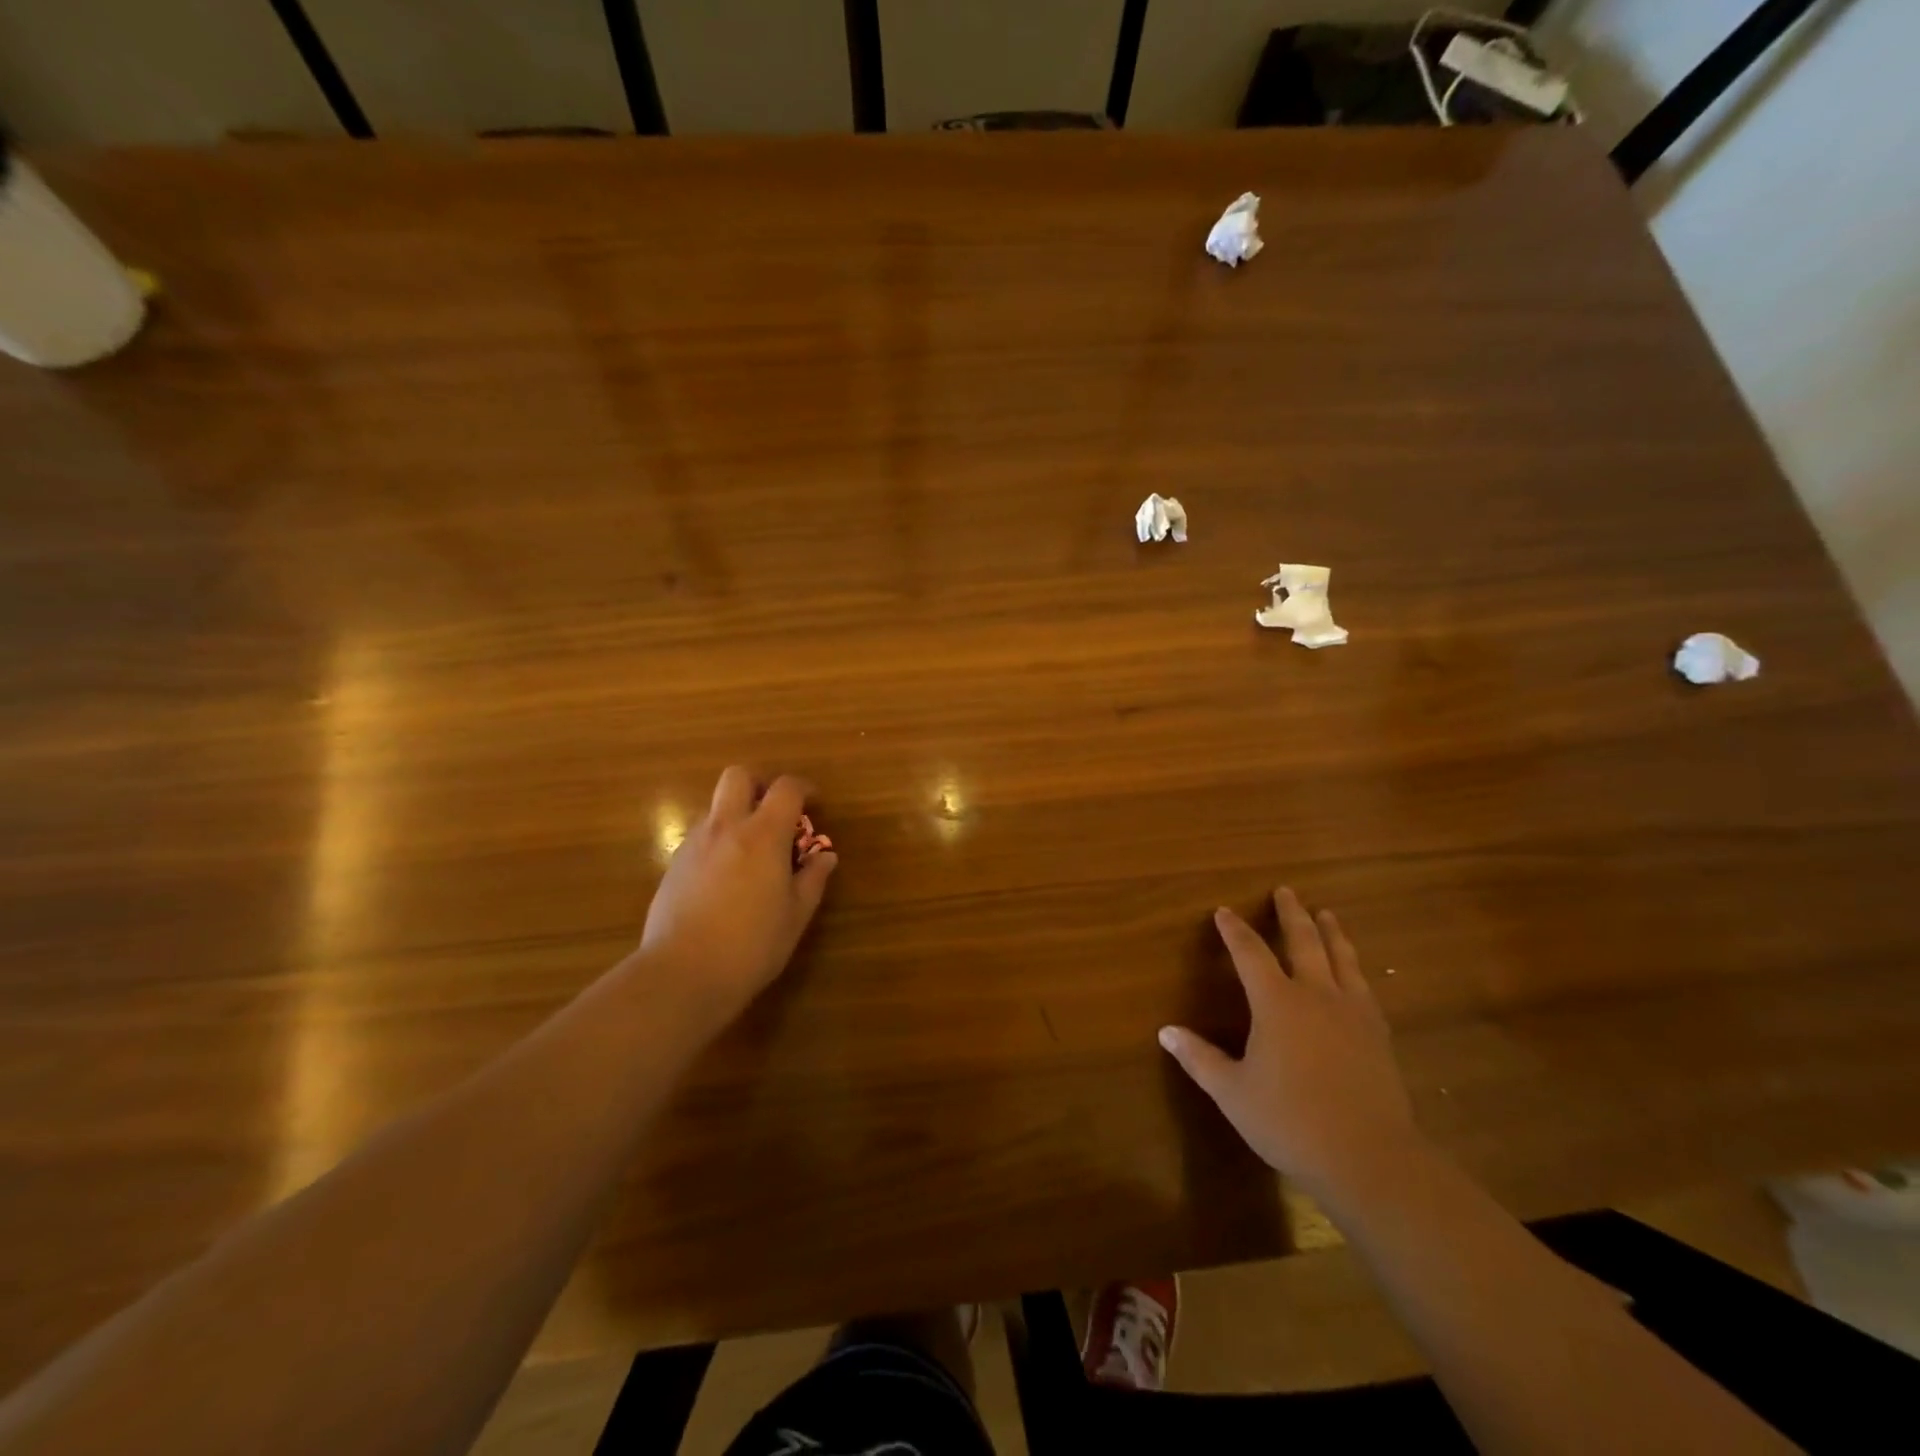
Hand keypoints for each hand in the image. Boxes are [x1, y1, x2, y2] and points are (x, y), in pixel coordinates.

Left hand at [638, 767, 837, 1029]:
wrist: (683, 974)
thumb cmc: (752, 945)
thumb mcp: (796, 915)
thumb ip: (812, 879)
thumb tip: (826, 857)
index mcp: (764, 835)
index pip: (786, 788)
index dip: (803, 788)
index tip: (814, 804)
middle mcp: (726, 828)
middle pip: (737, 776)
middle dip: (758, 784)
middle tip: (774, 812)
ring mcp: (694, 845)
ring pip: (716, 808)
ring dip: (736, 817)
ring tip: (751, 854)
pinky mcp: (673, 866)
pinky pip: (700, 838)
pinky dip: (718, 843)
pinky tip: (725, 880)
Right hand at [1159, 888, 1419, 1200]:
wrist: (1369, 1158)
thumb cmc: (1290, 1121)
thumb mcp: (1232, 1091)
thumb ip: (1199, 1058)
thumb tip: (1165, 1032)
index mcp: (1277, 1002)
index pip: (1250, 953)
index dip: (1234, 931)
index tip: (1224, 911)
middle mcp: (1316, 995)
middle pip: (1304, 941)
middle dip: (1291, 914)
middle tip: (1286, 891)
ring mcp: (1353, 1013)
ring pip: (1342, 958)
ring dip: (1331, 933)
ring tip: (1327, 915)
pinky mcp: (1378, 1035)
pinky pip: (1364, 988)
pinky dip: (1355, 969)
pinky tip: (1356, 974)